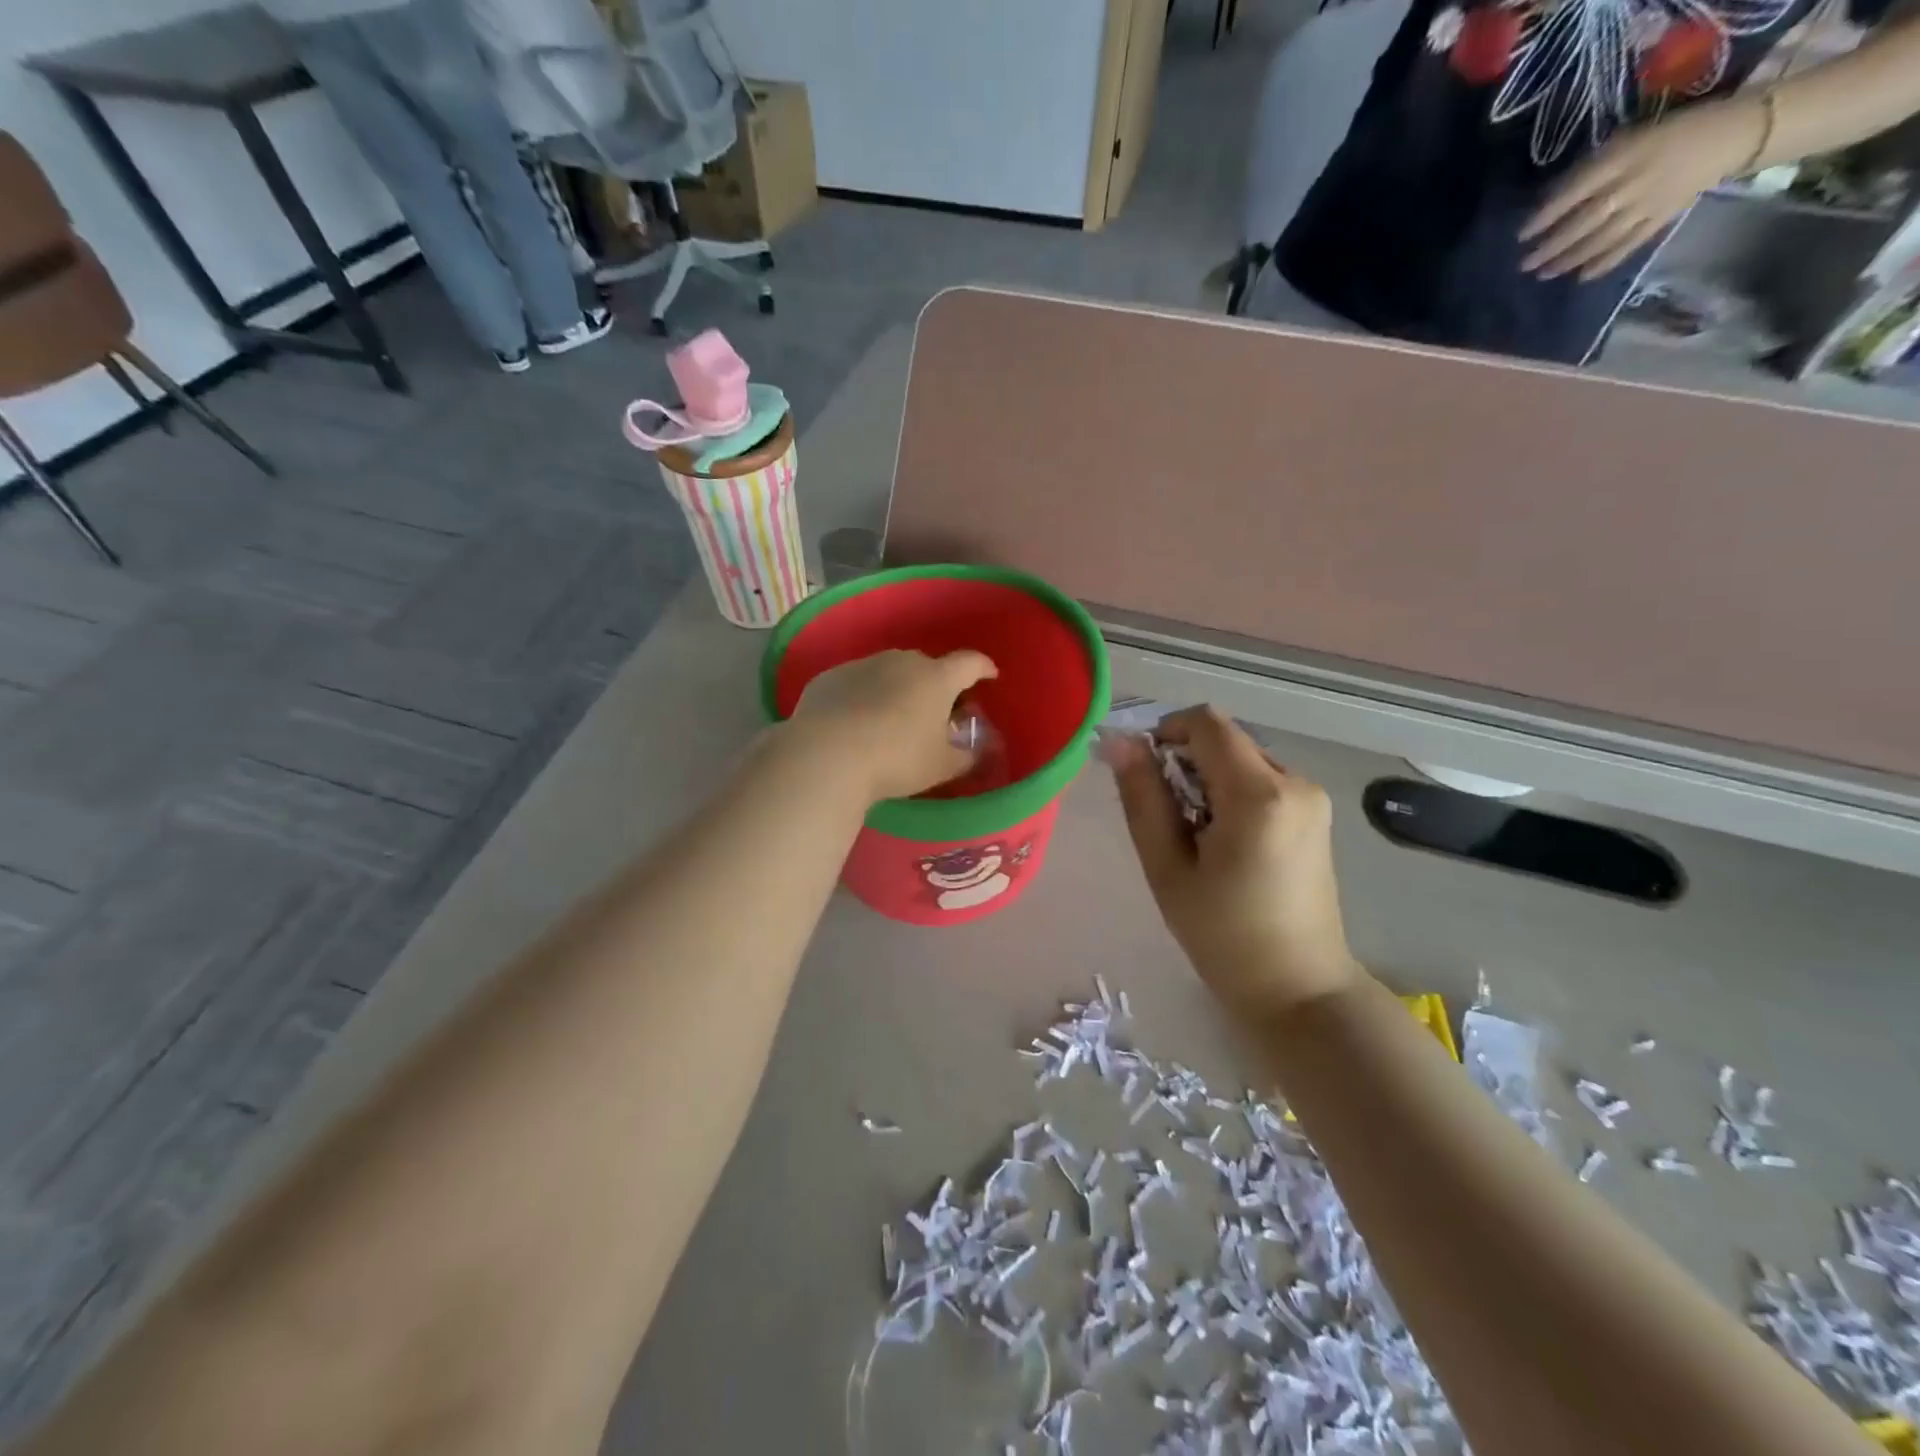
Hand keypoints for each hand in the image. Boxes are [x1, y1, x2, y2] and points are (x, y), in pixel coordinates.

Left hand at [786, 649, 997, 802]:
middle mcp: (901, 662)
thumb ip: (966, 756)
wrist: (826, 756)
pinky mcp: (830, 677)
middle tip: (935, 711)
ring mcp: (862, 665)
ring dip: (896, 689)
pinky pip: (856, 684)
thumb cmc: (896, 760)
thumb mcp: (941, 766)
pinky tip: (855, 723)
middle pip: (927, 667)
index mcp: (937, 678)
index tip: (989, 675)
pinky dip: (863, 697)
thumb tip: (976, 749)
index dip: (983, 668)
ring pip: (889, 673)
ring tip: (891, 719)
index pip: (970, 663)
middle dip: (935, 685)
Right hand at [1109, 706, 1360, 1018]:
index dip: (1166, 731)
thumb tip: (1120, 742)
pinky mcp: (1316, 814)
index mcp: (1259, 794)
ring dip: (1209, 779)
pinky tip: (1224, 841)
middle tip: (1165, 817)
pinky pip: (1262, 780)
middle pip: (1225, 740)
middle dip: (1186, 761)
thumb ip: (1143, 798)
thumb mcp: (1168, 867)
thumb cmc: (1223, 935)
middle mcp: (1295, 782)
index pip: (1206, 722)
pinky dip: (1232, 793)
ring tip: (1195, 836)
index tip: (1144, 773)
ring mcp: (1312, 798)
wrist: (1299, 989)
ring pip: (1242, 758)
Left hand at [1520, 97, 1766, 279]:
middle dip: (1551, 245)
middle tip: (1524, 264)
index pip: (1577, 190)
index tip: (1521, 235)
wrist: (1731, 134)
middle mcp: (1634, 183)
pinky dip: (1604, 263)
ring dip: (1569, 259)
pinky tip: (1582, 277)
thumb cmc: (1668, 134)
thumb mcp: (1627, 140)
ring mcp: (1649, 204)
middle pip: (1585, 220)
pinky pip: (1629, 246)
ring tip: (1543, 273)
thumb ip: (1592, 168)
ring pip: (1602, 238)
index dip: (1547, 214)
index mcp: (1625, 157)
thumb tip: (1551, 200)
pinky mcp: (1662, 219)